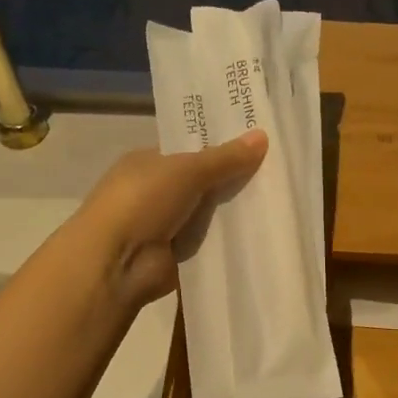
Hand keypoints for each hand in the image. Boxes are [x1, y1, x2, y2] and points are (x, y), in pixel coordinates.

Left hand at [73, 132, 267, 306]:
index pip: (189, 150)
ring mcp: (167, 225)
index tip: (259, 142)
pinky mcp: (179, 255)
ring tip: (280, 200)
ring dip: (235, 211)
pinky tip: (263, 232)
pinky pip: (211, 242)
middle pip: (203, 182)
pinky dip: (231, 240)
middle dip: (233, 179)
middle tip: (278, 171)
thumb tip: (263, 135)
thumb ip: (225, 157)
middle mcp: (156, 192)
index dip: (221, 146)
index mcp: (148, 162)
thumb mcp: (186, 170)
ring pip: (210, 213)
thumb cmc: (142, 201)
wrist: (117, 262)